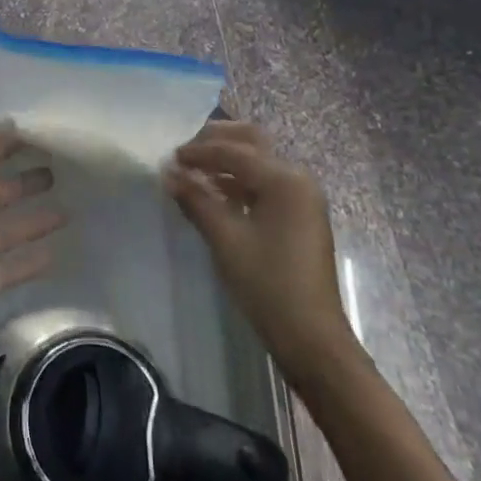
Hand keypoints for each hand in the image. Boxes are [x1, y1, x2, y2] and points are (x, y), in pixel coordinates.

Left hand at [0, 132, 63, 365]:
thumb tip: (8, 126)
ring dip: (33, 220)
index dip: (6, 147)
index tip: (39, 137)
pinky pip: (7, 267)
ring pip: (5, 229)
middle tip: (60, 172)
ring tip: (69, 210)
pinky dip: (29, 261)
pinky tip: (57, 254)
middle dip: (23, 182)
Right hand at [164, 121, 351, 356]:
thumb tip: (168, 172)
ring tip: (195, 171)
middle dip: (218, 141)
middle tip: (186, 150)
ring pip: (259, 162)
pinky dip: (240, 180)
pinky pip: (266, 183)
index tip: (170, 158)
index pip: (234, 151)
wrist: (312, 338)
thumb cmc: (268, 284)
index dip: (199, 152)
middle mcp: (297, 179)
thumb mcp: (225, 239)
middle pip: (253, 143)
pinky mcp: (300, 216)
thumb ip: (196, 199)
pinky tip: (216, 192)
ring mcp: (302, 198)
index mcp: (284, 179)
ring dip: (228, 160)